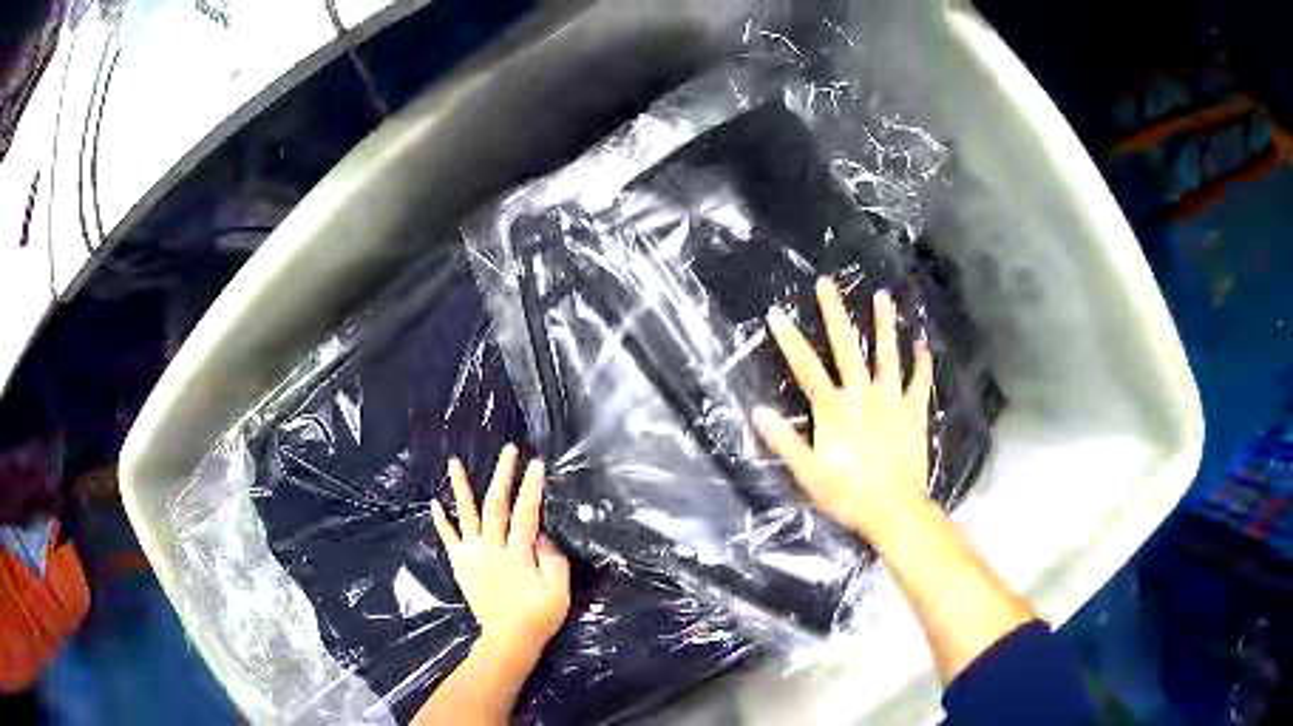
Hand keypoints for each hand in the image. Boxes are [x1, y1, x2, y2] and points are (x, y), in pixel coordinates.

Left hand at [431, 446, 570, 659]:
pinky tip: (435, 503)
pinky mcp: (462, 566)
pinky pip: (449, 540)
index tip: (536, 463)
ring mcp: (474, 556)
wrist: (508, 640)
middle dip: (502, 475)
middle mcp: (493, 549)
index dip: (531, 488)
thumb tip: (541, 534)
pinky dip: (442, 522)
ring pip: (467, 516)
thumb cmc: (538, 617)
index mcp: (518, 554)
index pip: (526, 514)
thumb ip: (552, 561)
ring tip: (454, 463)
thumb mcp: (558, 593)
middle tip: (508, 450)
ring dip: (461, 488)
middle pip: (496, 505)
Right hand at [754, 279, 934, 539]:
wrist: (894, 510)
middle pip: (846, 347)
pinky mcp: (915, 412)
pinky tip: (922, 343)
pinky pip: (920, 381)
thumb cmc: (848, 494)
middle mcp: (863, 395)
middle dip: (834, 313)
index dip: (789, 340)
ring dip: (885, 324)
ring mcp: (892, 401)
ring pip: (888, 355)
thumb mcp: (808, 473)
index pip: (806, 368)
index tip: (776, 313)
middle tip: (827, 284)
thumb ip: (784, 440)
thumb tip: (759, 411)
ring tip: (883, 296)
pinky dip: (922, 362)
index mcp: (834, 410)